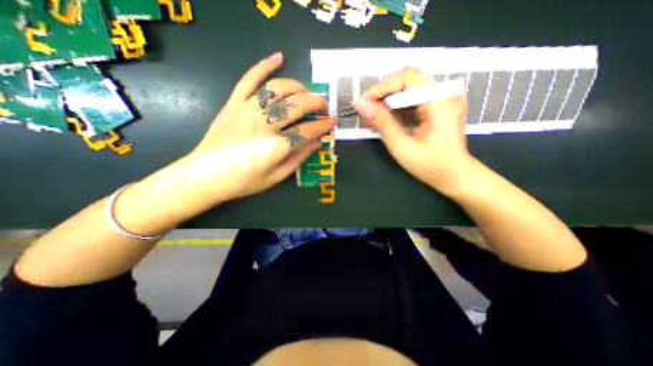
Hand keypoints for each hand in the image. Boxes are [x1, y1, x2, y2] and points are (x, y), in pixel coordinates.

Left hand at [183, 52, 336, 203]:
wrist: (206, 175)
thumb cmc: (244, 181)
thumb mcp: (276, 176)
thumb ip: (298, 158)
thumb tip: (317, 142)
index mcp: (275, 148)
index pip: (307, 131)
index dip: (323, 126)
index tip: (333, 122)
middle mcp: (263, 125)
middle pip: (296, 105)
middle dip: (316, 103)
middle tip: (324, 105)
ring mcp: (247, 110)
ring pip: (278, 89)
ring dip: (298, 87)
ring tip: (307, 92)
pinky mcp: (234, 103)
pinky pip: (249, 79)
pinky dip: (264, 65)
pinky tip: (278, 57)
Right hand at [356, 67, 472, 194]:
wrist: (455, 176)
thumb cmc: (430, 166)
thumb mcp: (402, 147)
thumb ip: (382, 123)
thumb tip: (360, 105)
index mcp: (440, 102)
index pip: (408, 78)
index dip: (382, 87)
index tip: (364, 102)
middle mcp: (444, 94)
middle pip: (408, 81)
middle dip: (383, 94)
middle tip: (366, 110)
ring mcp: (443, 100)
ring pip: (409, 90)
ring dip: (388, 101)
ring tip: (372, 116)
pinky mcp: (438, 107)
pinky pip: (413, 100)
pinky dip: (397, 107)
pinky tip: (386, 119)